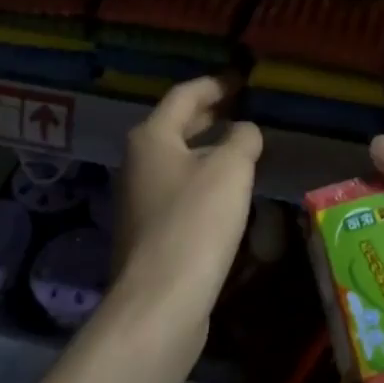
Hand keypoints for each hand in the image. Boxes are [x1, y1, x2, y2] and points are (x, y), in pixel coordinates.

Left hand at [113, 74, 262, 328]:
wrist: (160, 302)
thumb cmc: (195, 222)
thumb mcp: (230, 169)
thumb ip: (242, 139)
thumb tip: (244, 131)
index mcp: (151, 137)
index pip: (185, 95)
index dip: (216, 84)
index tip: (243, 80)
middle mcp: (138, 161)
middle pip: (177, 126)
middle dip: (211, 114)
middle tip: (245, 107)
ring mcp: (140, 198)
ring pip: (180, 159)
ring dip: (209, 149)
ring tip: (243, 146)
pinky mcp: (150, 231)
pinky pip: (181, 190)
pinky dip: (204, 179)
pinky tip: (229, 192)